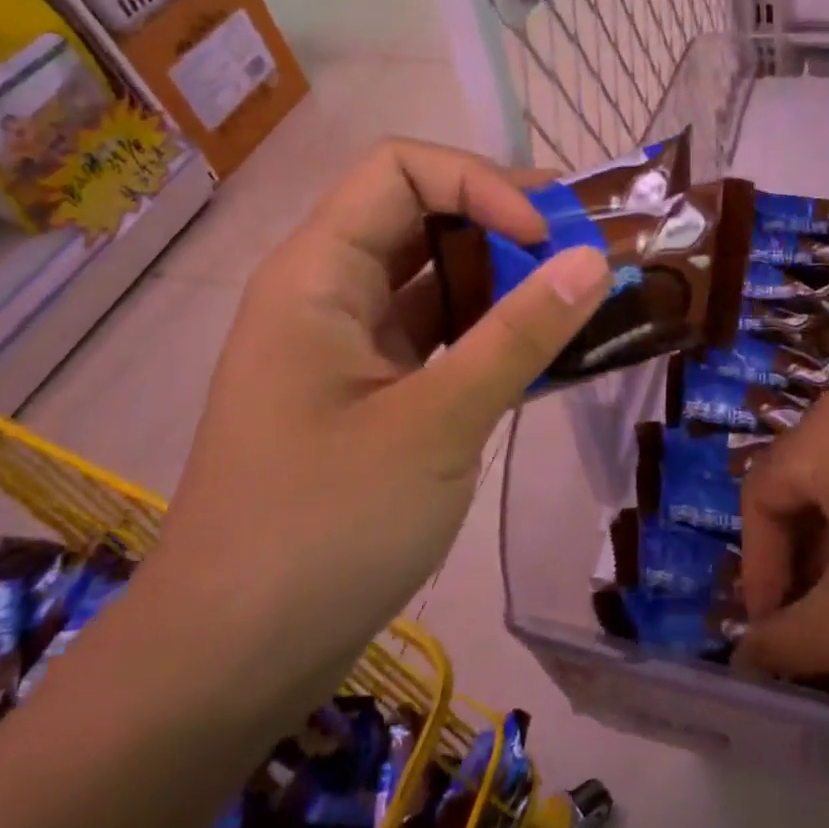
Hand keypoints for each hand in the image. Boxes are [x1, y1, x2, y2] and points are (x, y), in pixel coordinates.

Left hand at [145, 140, 610, 718]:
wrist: (234, 656)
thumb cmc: (324, 528)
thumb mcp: (436, 424)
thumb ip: (518, 336)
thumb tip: (593, 260)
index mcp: (317, 275)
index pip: (401, 171)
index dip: (481, 185)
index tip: (547, 239)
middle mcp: (327, 295)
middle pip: (419, 217)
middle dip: (504, 224)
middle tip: (585, 252)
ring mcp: (347, 350)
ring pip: (431, 282)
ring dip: (503, 282)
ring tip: (579, 297)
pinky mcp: (369, 398)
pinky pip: (435, 341)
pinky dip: (488, 337)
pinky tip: (543, 353)